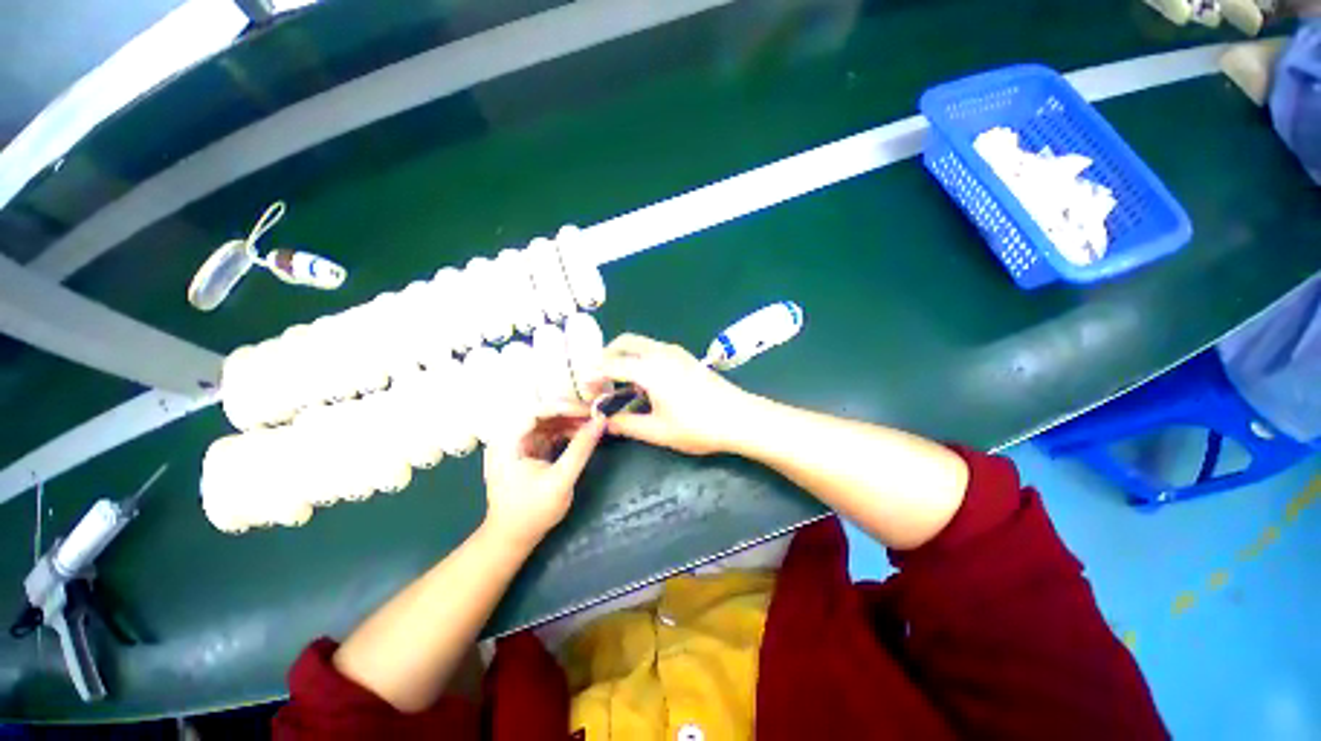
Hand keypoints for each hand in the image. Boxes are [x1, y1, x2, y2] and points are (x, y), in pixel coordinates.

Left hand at [482, 413, 604, 545]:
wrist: (512, 537)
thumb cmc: (532, 511)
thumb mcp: (561, 480)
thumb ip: (581, 448)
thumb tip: (601, 421)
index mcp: (508, 440)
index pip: (537, 409)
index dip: (565, 406)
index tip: (591, 411)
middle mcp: (509, 436)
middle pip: (542, 412)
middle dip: (570, 412)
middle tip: (595, 416)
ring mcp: (518, 442)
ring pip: (547, 420)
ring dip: (570, 421)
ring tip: (593, 425)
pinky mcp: (528, 449)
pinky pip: (549, 432)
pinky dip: (566, 431)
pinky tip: (583, 434)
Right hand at [597, 334, 756, 455]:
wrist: (740, 417)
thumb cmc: (698, 426)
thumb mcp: (658, 431)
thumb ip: (627, 425)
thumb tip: (605, 423)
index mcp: (650, 369)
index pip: (612, 363)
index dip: (593, 373)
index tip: (584, 387)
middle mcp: (660, 352)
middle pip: (625, 341)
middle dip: (607, 355)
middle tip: (599, 379)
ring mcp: (676, 352)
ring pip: (641, 343)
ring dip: (625, 355)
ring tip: (620, 382)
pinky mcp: (686, 357)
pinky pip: (654, 349)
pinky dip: (640, 357)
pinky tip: (645, 382)